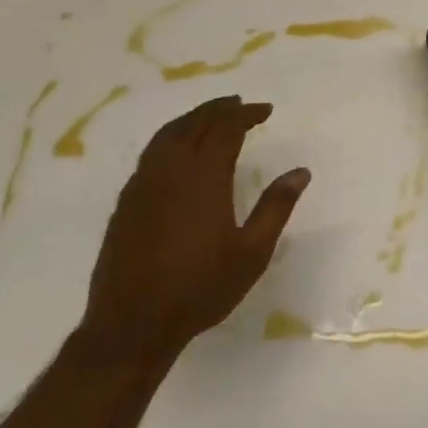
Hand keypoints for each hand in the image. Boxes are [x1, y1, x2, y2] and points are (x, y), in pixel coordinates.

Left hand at [79, 96, 309, 364]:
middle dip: (220, 109)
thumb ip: (276, 207)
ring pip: (168, 134)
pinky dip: (170, 138)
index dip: (246, 113)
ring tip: (210, 117)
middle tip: (240, 104)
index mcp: (204, 176)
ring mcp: (143, 183)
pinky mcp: (127, 201)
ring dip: (192, 118)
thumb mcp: (252, 252)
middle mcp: (171, 169)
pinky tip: (176, 152)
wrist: (132, 323)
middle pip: (196, 123)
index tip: (265, 110)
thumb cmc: (200, 288)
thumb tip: (301, 171)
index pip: (226, 127)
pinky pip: (151, 153)